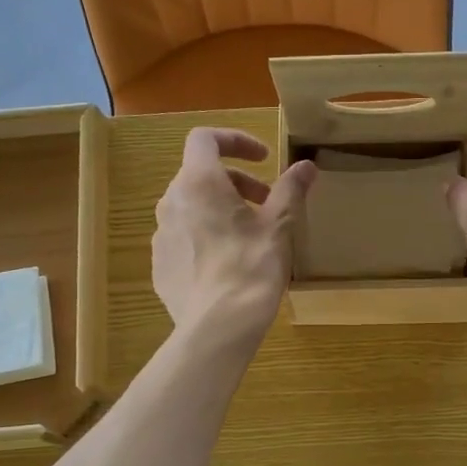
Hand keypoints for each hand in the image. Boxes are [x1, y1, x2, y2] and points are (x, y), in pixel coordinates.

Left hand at [153, 128, 315, 343]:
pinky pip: (183, 238)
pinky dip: (205, 236)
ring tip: (249, 235)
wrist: (218, 326)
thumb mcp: (279, 226)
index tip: (263, 159)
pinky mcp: (160, 265)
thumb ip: (290, 190)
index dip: (236, 141)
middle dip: (235, 182)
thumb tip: (306, 166)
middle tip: (266, 203)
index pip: (205, 139)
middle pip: (200, 175)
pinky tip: (228, 264)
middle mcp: (171, 202)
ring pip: (190, 207)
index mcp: (198, 183)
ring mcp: (161, 235)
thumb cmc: (251, 267)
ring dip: (219, 209)